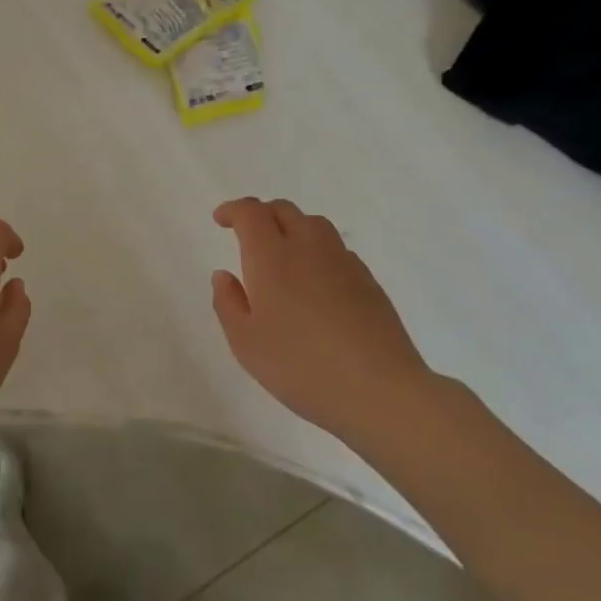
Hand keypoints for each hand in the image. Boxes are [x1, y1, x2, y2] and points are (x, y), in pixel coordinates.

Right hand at [211, 197, 432, 438]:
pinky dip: (317, 251)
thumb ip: (228, 303)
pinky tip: (316, 282)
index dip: (234, 209)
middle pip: (284, 210)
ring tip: (283, 254)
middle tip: (248, 236)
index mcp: (271, 257)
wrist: (380, 390)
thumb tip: (224, 275)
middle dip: (261, 214)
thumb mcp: (246, 343)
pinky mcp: (368, 280)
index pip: (251, 212)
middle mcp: (308, 247)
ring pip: (314, 224)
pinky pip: (336, 249)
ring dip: (292, 227)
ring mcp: (343, 261)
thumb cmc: (301, 367)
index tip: (221, 220)